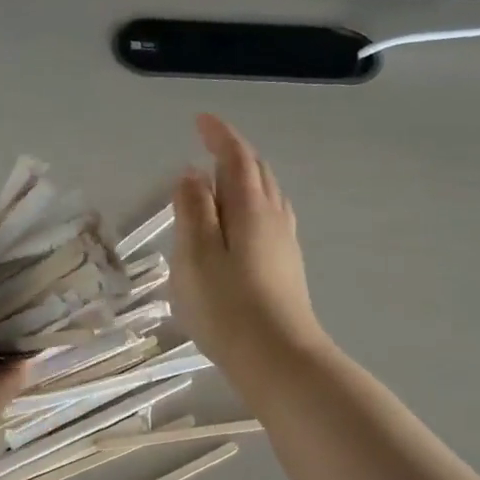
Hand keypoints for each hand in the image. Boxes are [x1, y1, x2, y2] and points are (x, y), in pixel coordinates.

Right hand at [171, 114, 329, 380]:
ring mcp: (285, 243)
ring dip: (245, 178)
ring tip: (221, 180)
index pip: (236, 158)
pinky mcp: (286, 266)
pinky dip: (252, 204)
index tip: (201, 120)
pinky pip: (270, 217)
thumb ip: (193, 211)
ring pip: (267, 195)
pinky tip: (242, 223)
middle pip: (257, 172)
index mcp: (250, 208)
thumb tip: (193, 176)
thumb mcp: (196, 254)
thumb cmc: (227, 305)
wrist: (278, 358)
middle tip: (209, 146)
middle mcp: (273, 217)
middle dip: (234, 153)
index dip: (219, 136)